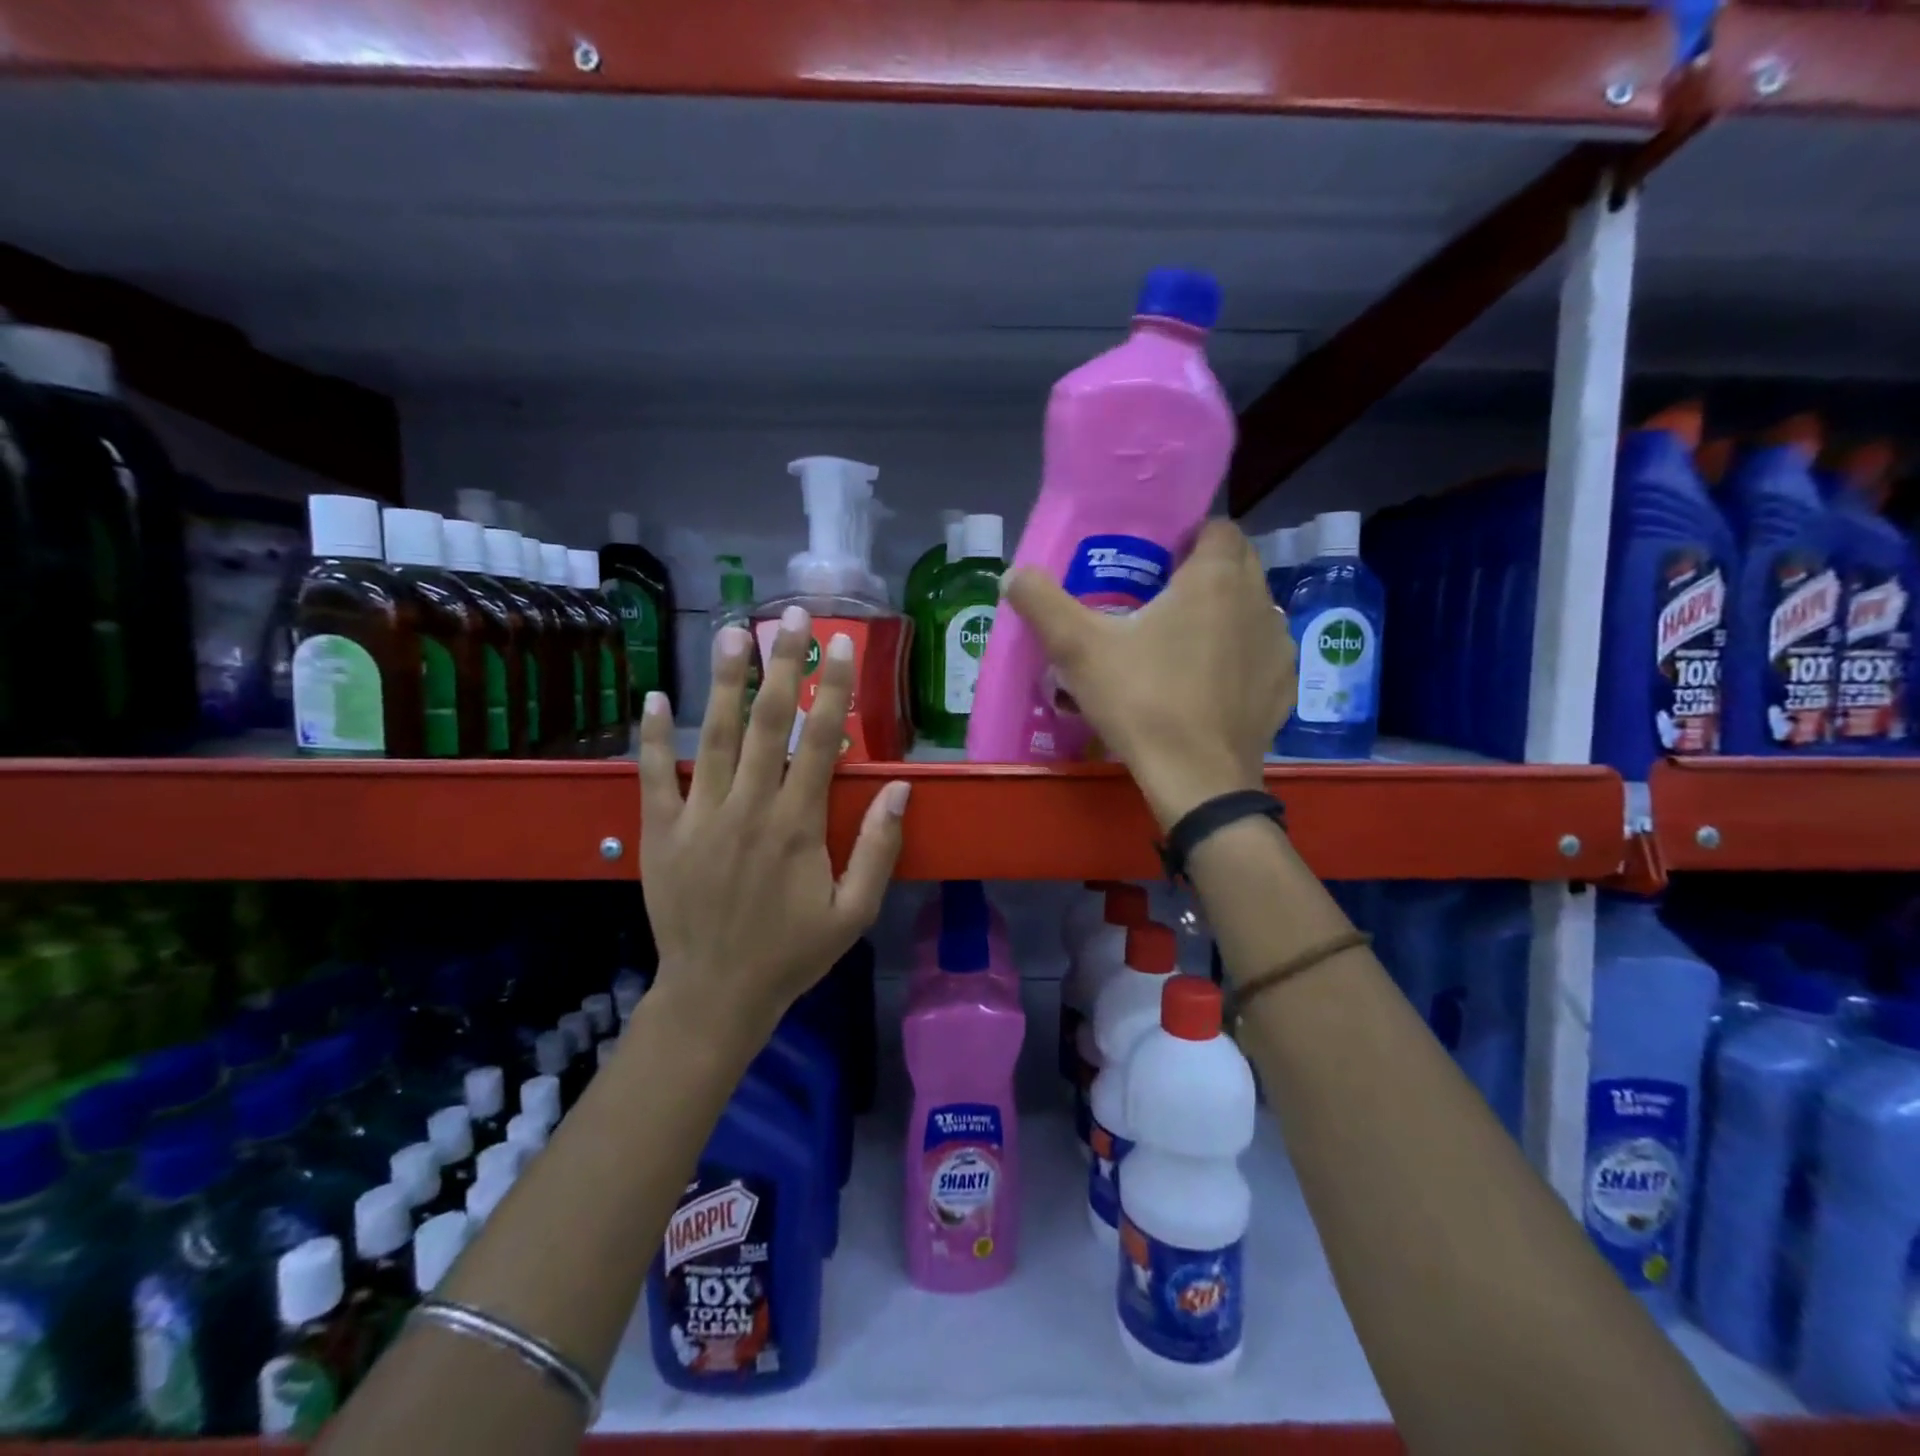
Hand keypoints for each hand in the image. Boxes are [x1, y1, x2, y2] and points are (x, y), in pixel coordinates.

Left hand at [636, 607, 910, 1052]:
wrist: (716, 994)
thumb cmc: (793, 953)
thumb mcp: (854, 911)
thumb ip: (879, 848)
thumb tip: (901, 788)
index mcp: (797, 825)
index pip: (820, 741)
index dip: (833, 689)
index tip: (841, 644)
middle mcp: (748, 808)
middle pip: (766, 723)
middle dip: (782, 664)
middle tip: (790, 615)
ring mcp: (698, 818)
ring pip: (713, 736)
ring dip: (724, 681)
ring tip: (731, 632)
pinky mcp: (659, 833)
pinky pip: (654, 776)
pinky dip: (653, 736)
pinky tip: (653, 696)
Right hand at [1002, 520, 1293, 827]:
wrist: (1196, 780)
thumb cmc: (1142, 701)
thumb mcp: (1079, 650)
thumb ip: (1043, 604)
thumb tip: (1013, 574)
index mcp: (1215, 579)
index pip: (1218, 527)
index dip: (1188, 536)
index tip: (1156, 560)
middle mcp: (1258, 601)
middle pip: (1239, 563)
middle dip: (1205, 570)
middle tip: (1160, 597)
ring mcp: (1277, 646)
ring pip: (1252, 608)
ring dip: (1225, 612)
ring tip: (1183, 640)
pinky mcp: (1283, 687)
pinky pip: (1261, 653)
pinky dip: (1239, 655)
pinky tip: (1209, 681)